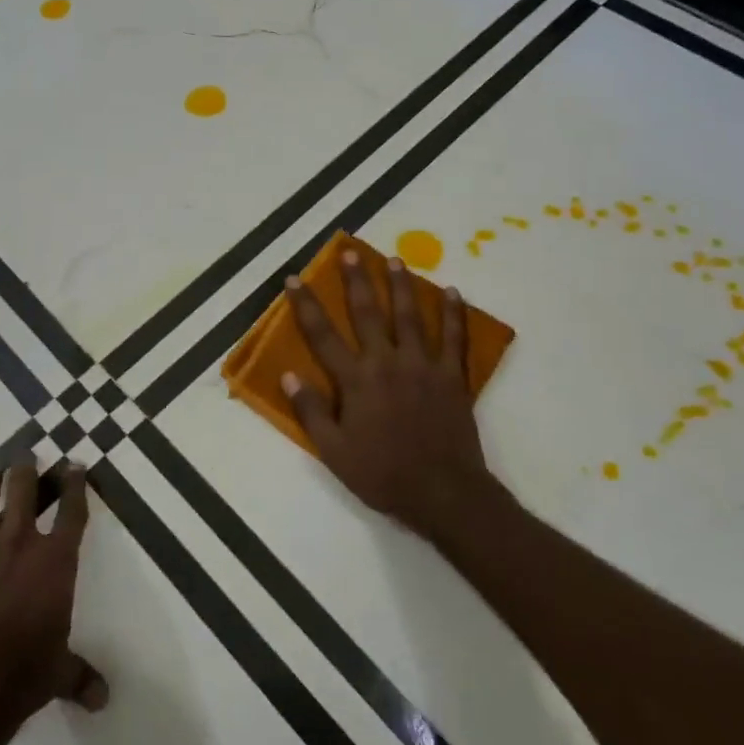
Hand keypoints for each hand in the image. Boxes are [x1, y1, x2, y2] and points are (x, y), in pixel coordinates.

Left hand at [0, 461, 108, 739]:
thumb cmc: (23, 673)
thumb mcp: (60, 673)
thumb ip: (81, 676)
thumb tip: (103, 699)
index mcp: (55, 559)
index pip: (72, 510)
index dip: (75, 483)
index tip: (75, 465)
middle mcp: (19, 542)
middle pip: (23, 488)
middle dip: (26, 467)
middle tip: (26, 454)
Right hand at [282, 249, 497, 543]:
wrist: (443, 493)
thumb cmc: (383, 474)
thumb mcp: (334, 451)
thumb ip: (311, 411)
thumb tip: (289, 375)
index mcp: (356, 380)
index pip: (322, 335)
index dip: (306, 305)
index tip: (295, 279)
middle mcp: (387, 362)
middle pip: (367, 313)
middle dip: (356, 280)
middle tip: (350, 252)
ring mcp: (423, 366)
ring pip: (410, 316)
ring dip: (401, 286)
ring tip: (395, 259)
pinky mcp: (452, 377)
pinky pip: (454, 338)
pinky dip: (454, 314)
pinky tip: (451, 291)